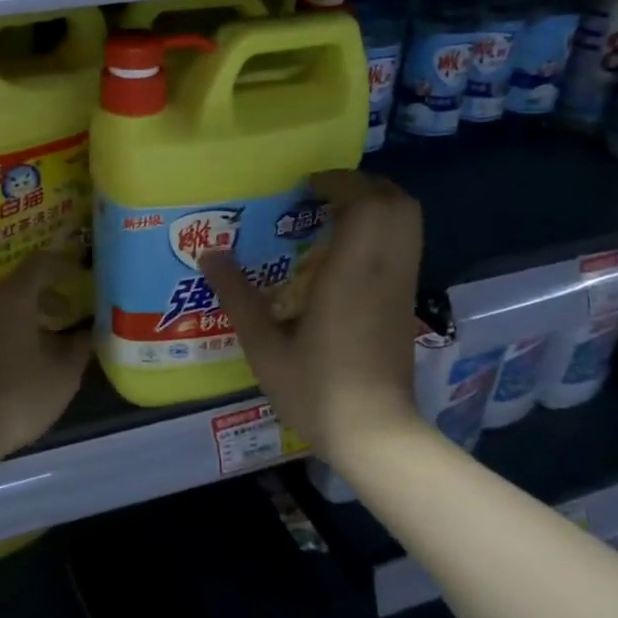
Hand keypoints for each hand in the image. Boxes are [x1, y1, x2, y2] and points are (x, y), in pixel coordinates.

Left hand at [0, 251, 90, 480]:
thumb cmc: (15, 396)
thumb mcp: (62, 375)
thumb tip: (90, 330)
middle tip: (73, 313)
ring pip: (4, 306)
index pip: (42, 262)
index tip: (84, 278)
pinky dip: (11, 330)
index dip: (66, 265)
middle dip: (50, 295)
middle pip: (21, 284)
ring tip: (53, 340)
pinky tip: (25, 358)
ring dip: (30, 316)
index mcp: (13, 296)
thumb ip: (80, 346)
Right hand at [201, 172, 425, 457]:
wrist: (375, 434)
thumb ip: (237, 295)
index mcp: (353, 271)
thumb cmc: (317, 388)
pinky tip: (344, 255)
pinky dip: (382, 232)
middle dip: (363, 186)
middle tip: (321, 195)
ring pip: (408, 223)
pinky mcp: (407, 304)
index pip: (366, 201)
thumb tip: (209, 253)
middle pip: (397, 202)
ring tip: (332, 218)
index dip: (339, 182)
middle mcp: (386, 269)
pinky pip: (403, 246)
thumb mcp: (264, 346)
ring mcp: (402, 286)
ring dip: (376, 206)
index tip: (305, 186)